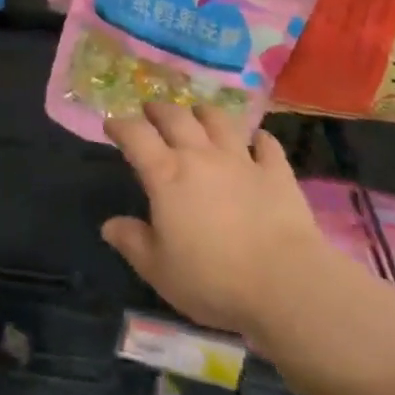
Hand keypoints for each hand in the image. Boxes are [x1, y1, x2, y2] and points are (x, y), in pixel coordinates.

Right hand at [102, 103, 362, 345]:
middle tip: (151, 110)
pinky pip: (266, 145)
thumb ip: (132, 243)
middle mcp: (200, 156)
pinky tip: (257, 141)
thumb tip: (109, 225)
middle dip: (159, 110)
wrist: (286, 284)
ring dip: (203, 114)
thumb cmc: (213, 279)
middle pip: (175, 117)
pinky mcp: (276, 172)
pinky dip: (259, 140)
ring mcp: (241, 160)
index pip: (135, 136)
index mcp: (166, 175)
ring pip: (218, 121)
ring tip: (197, 114)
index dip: (120, 126)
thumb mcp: (160, 270)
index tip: (111, 124)